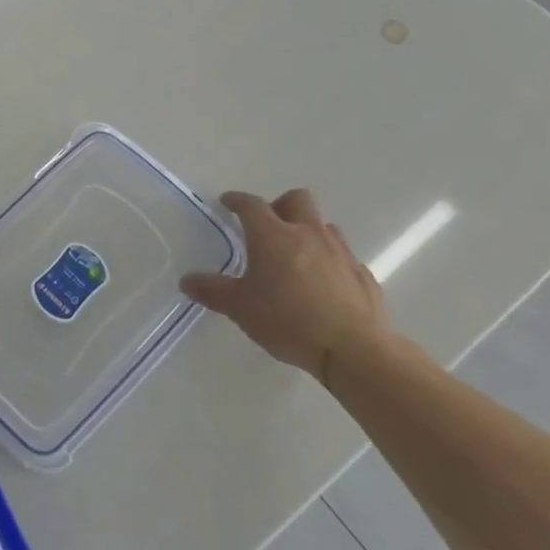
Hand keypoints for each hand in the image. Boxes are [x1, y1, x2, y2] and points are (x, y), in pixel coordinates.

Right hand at [181, 189, 388, 382]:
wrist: (353, 349)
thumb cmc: (288, 320)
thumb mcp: (240, 308)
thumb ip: (212, 291)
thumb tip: (187, 280)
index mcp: (273, 235)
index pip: (251, 204)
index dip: (237, 200)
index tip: (228, 202)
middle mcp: (307, 233)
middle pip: (296, 199)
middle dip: (280, 205)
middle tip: (269, 227)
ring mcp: (340, 252)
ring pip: (324, 226)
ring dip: (309, 232)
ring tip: (298, 256)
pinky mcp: (363, 275)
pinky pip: (344, 258)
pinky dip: (331, 262)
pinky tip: (325, 285)